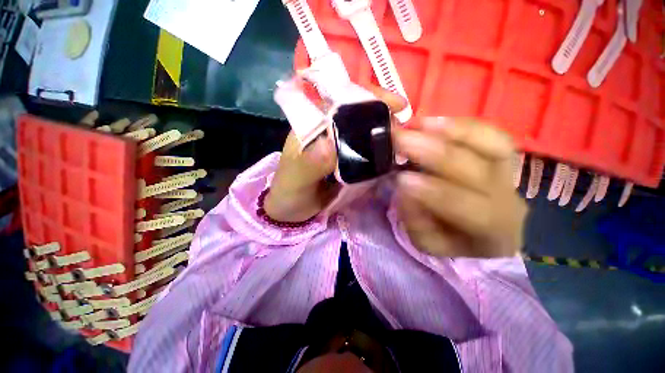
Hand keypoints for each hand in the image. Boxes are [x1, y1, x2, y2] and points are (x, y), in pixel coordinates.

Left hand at [265, 84, 406, 222]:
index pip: (340, 100)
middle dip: (382, 117)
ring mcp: (339, 145)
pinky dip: (379, 152)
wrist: (292, 208)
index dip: (367, 98)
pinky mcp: (346, 160)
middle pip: (359, 114)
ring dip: (384, 135)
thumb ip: (309, 164)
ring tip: (401, 144)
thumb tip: (330, 144)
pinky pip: (366, 152)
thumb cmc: (289, 191)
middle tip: (402, 131)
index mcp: (313, 125)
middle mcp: (328, 130)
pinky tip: (391, 157)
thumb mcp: (295, 179)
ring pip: (365, 132)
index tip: (394, 105)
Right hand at [393, 117, 526, 257]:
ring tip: (416, 125)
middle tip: (400, 140)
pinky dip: (460, 125)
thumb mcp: (427, 241)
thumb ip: (415, 217)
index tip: (401, 179)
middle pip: (477, 171)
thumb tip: (405, 186)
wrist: (480, 231)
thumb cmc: (451, 239)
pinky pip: (491, 133)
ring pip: (493, 144)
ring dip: (450, 132)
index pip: (467, 208)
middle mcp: (508, 199)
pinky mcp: (503, 156)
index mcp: (492, 231)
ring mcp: (509, 174)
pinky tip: (431, 121)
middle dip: (434, 153)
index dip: (434, 192)